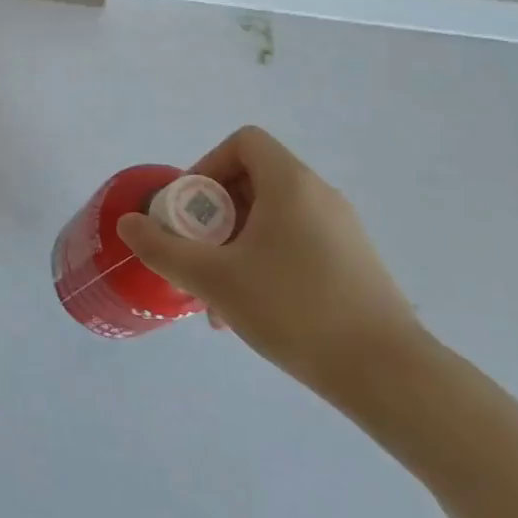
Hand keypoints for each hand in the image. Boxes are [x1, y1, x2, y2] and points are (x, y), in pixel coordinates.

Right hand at [117, 125, 419, 395]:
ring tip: (218, 296)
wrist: (388, 375)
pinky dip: (266, 260)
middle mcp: (320, 195)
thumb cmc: (294, 310)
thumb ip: (163, 249)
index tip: (191, 210)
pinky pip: (296, 242)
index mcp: (290, 183)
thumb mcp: (214, 279)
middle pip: (253, 180)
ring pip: (272, 218)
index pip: (243, 142)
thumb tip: (128, 224)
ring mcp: (342, 229)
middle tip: (197, 254)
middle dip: (214, 215)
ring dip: (236, 244)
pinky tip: (254, 310)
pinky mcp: (354, 262)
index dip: (208, 165)